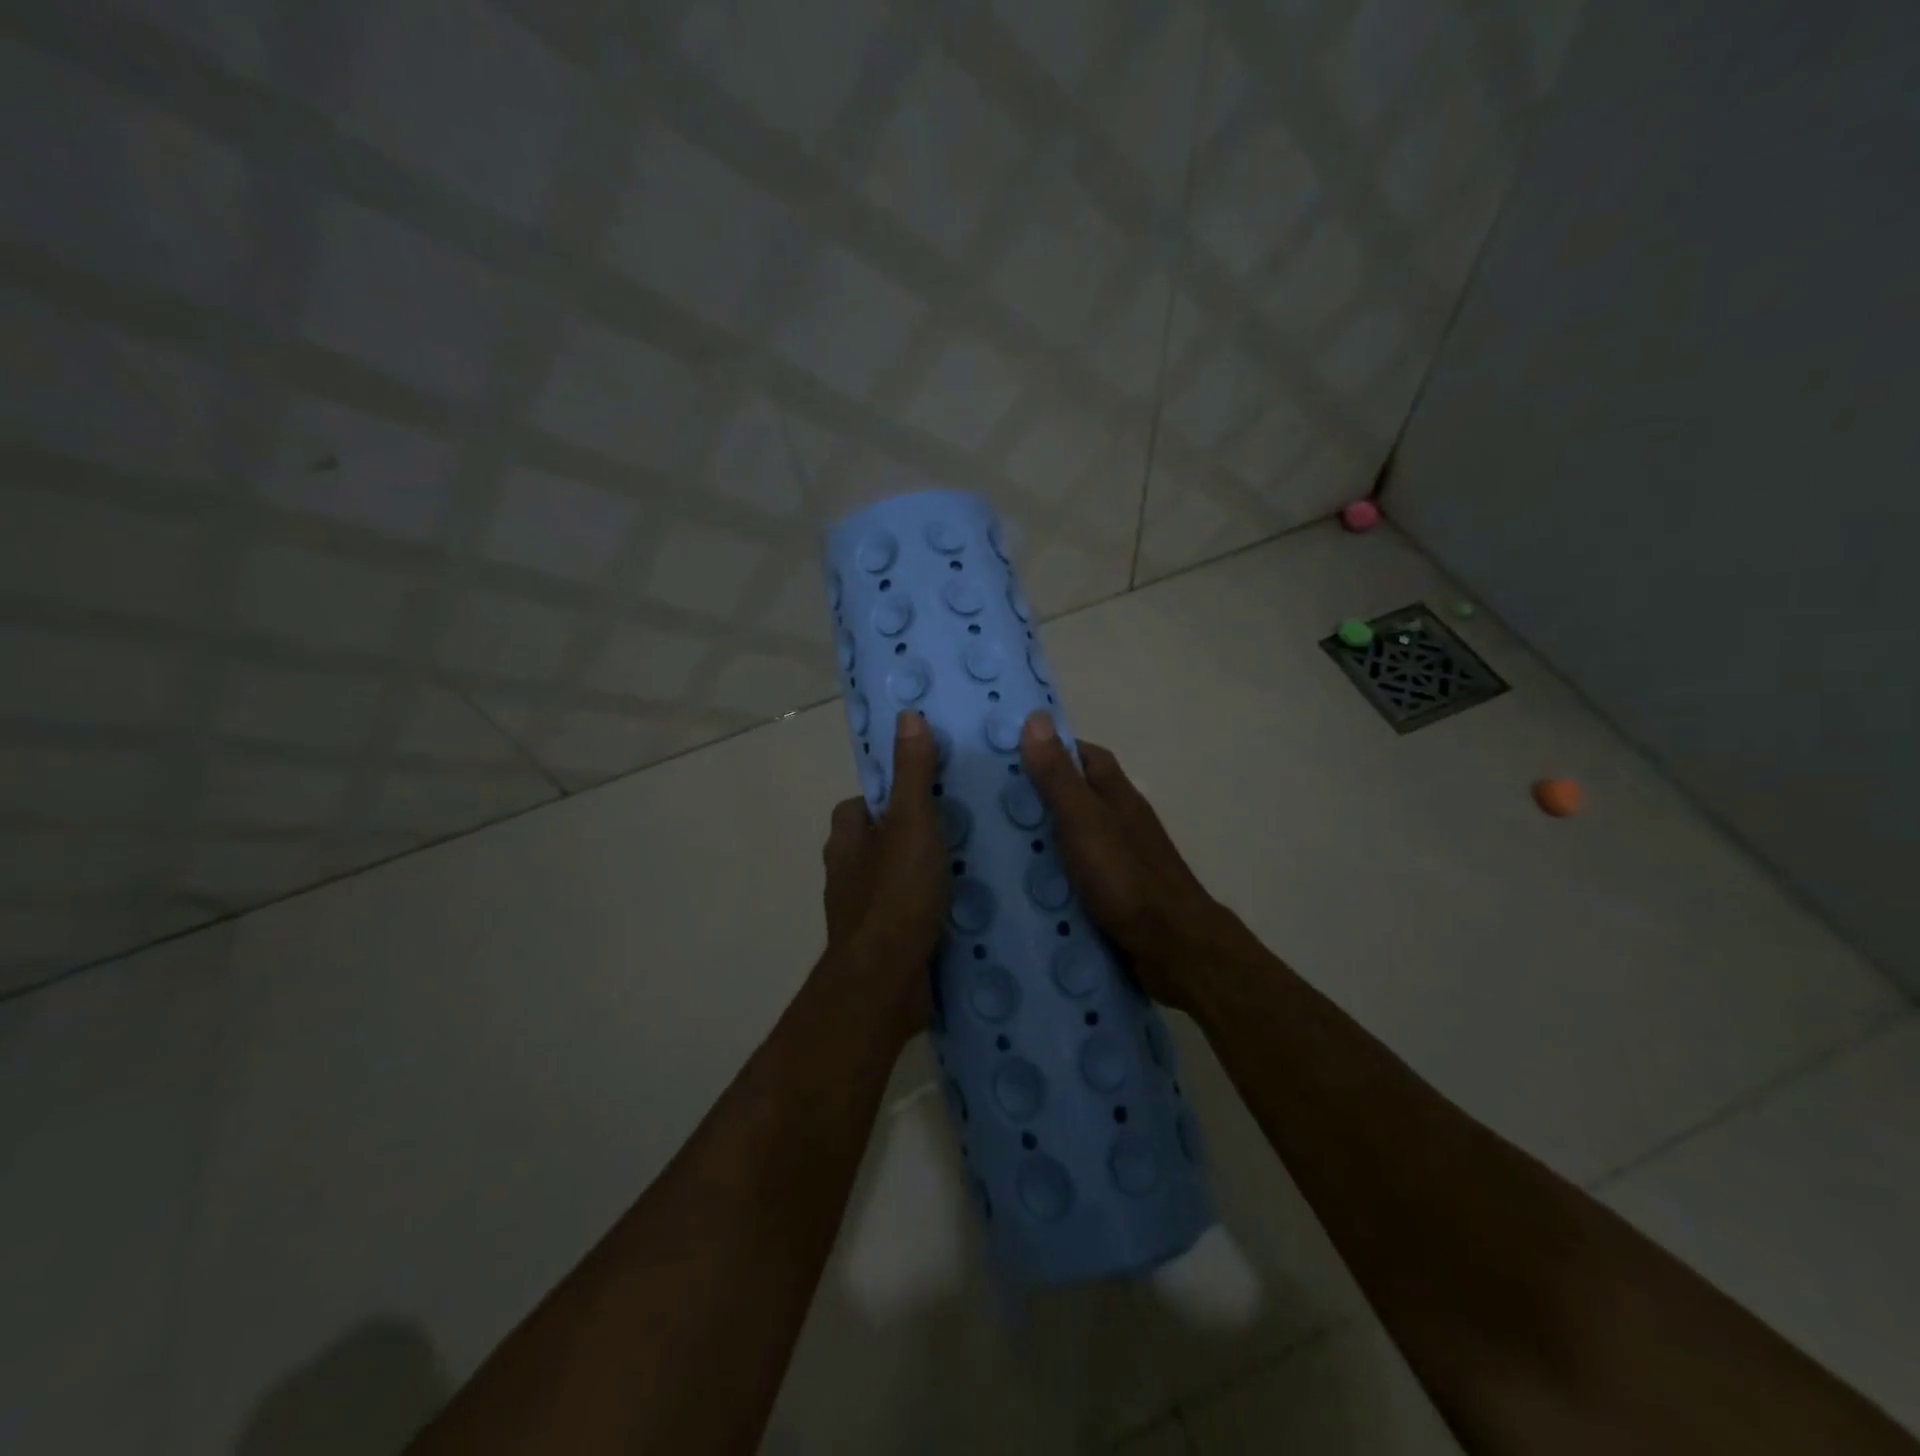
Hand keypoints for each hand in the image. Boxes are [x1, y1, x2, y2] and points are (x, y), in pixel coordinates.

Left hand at [821, 710, 948, 1041]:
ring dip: (923, 874)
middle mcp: (847, 874)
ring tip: (973, 864)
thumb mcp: (911, 823)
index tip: (927, 791)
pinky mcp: (885, 946)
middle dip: (911, 836)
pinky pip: (909, 915)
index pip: (859, 805)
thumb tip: (907, 715)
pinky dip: (930, 909)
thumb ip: (912, 773)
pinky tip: (965, 909)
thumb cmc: (896, 894)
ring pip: (894, 880)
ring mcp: (864, 914)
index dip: (888, 795)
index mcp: (846, 841)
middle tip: (962, 825)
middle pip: (878, 843)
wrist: (887, 983)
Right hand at [1017, 712, 1245, 1010]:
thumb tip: (1036, 717)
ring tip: (990, 844)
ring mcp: (1118, 860)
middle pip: (1076, 796)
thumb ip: (1058, 776)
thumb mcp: (1084, 820)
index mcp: (1116, 795)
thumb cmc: (1126, 877)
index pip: (1083, 756)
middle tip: (985, 804)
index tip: (1007, 754)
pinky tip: (1021, 886)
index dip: (1050, 749)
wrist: (1173, 948)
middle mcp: (1119, 821)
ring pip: (1073, 837)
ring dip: (1040, 838)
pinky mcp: (1113, 895)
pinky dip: (1050, 875)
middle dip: (1036, 796)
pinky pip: (1074, 874)